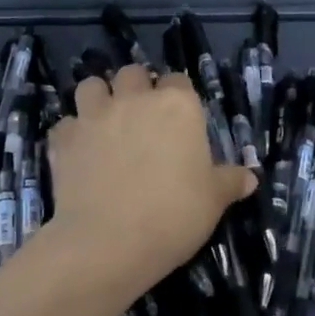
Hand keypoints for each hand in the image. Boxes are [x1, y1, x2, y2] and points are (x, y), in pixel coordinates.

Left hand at [46, 65, 255, 296]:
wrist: (110, 242)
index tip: (180, 120)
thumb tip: (250, 178)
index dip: (178, 97)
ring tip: (106, 123)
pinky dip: (72, 134)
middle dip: (136, 88)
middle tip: (141, 118)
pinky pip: (66, 124)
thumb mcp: (214, 200)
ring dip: (99, 98)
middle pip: (132, 74)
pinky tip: (80, 153)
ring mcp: (94, 117)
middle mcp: (134, 100)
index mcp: (177, 106)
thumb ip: (230, 182)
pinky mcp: (64, 140)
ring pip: (92, 86)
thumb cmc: (175, 215)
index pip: (178, 81)